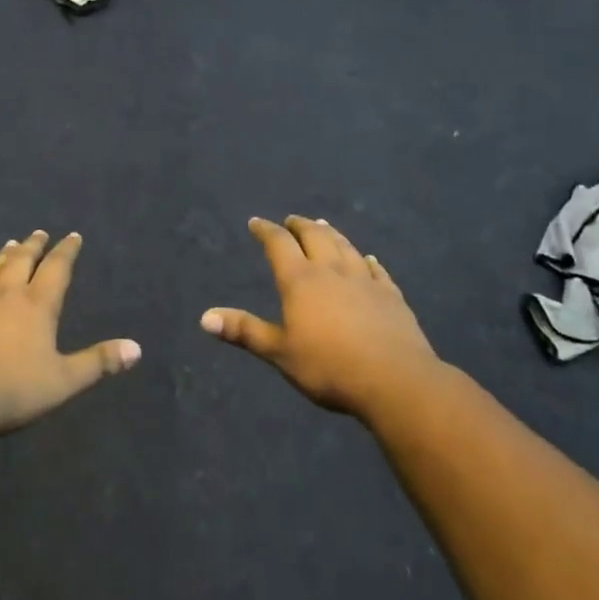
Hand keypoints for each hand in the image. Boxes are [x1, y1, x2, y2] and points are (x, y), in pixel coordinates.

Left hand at [0, 231, 140, 437]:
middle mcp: (6, 294)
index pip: (57, 269)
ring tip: (10, 245)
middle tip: (39, 233)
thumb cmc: (12, 389)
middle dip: (33, 246)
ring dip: (3, 256)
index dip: (66, 251)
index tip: (73, 236)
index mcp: (37, 305)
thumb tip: (137, 348)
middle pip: (21, 261)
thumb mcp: (63, 381)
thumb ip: (98, 363)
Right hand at [201, 217, 439, 417]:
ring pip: (345, 246)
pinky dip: (368, 260)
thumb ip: (245, 331)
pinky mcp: (391, 295)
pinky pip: (376, 269)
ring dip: (331, 233)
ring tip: (323, 225)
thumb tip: (204, 318)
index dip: (266, 230)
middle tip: (291, 219)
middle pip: (314, 236)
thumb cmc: (329, 367)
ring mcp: (364, 280)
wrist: (394, 380)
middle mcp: (331, 270)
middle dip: (300, 225)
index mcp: (300, 280)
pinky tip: (368, 258)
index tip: (256, 222)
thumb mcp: (280, 353)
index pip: (279, 244)